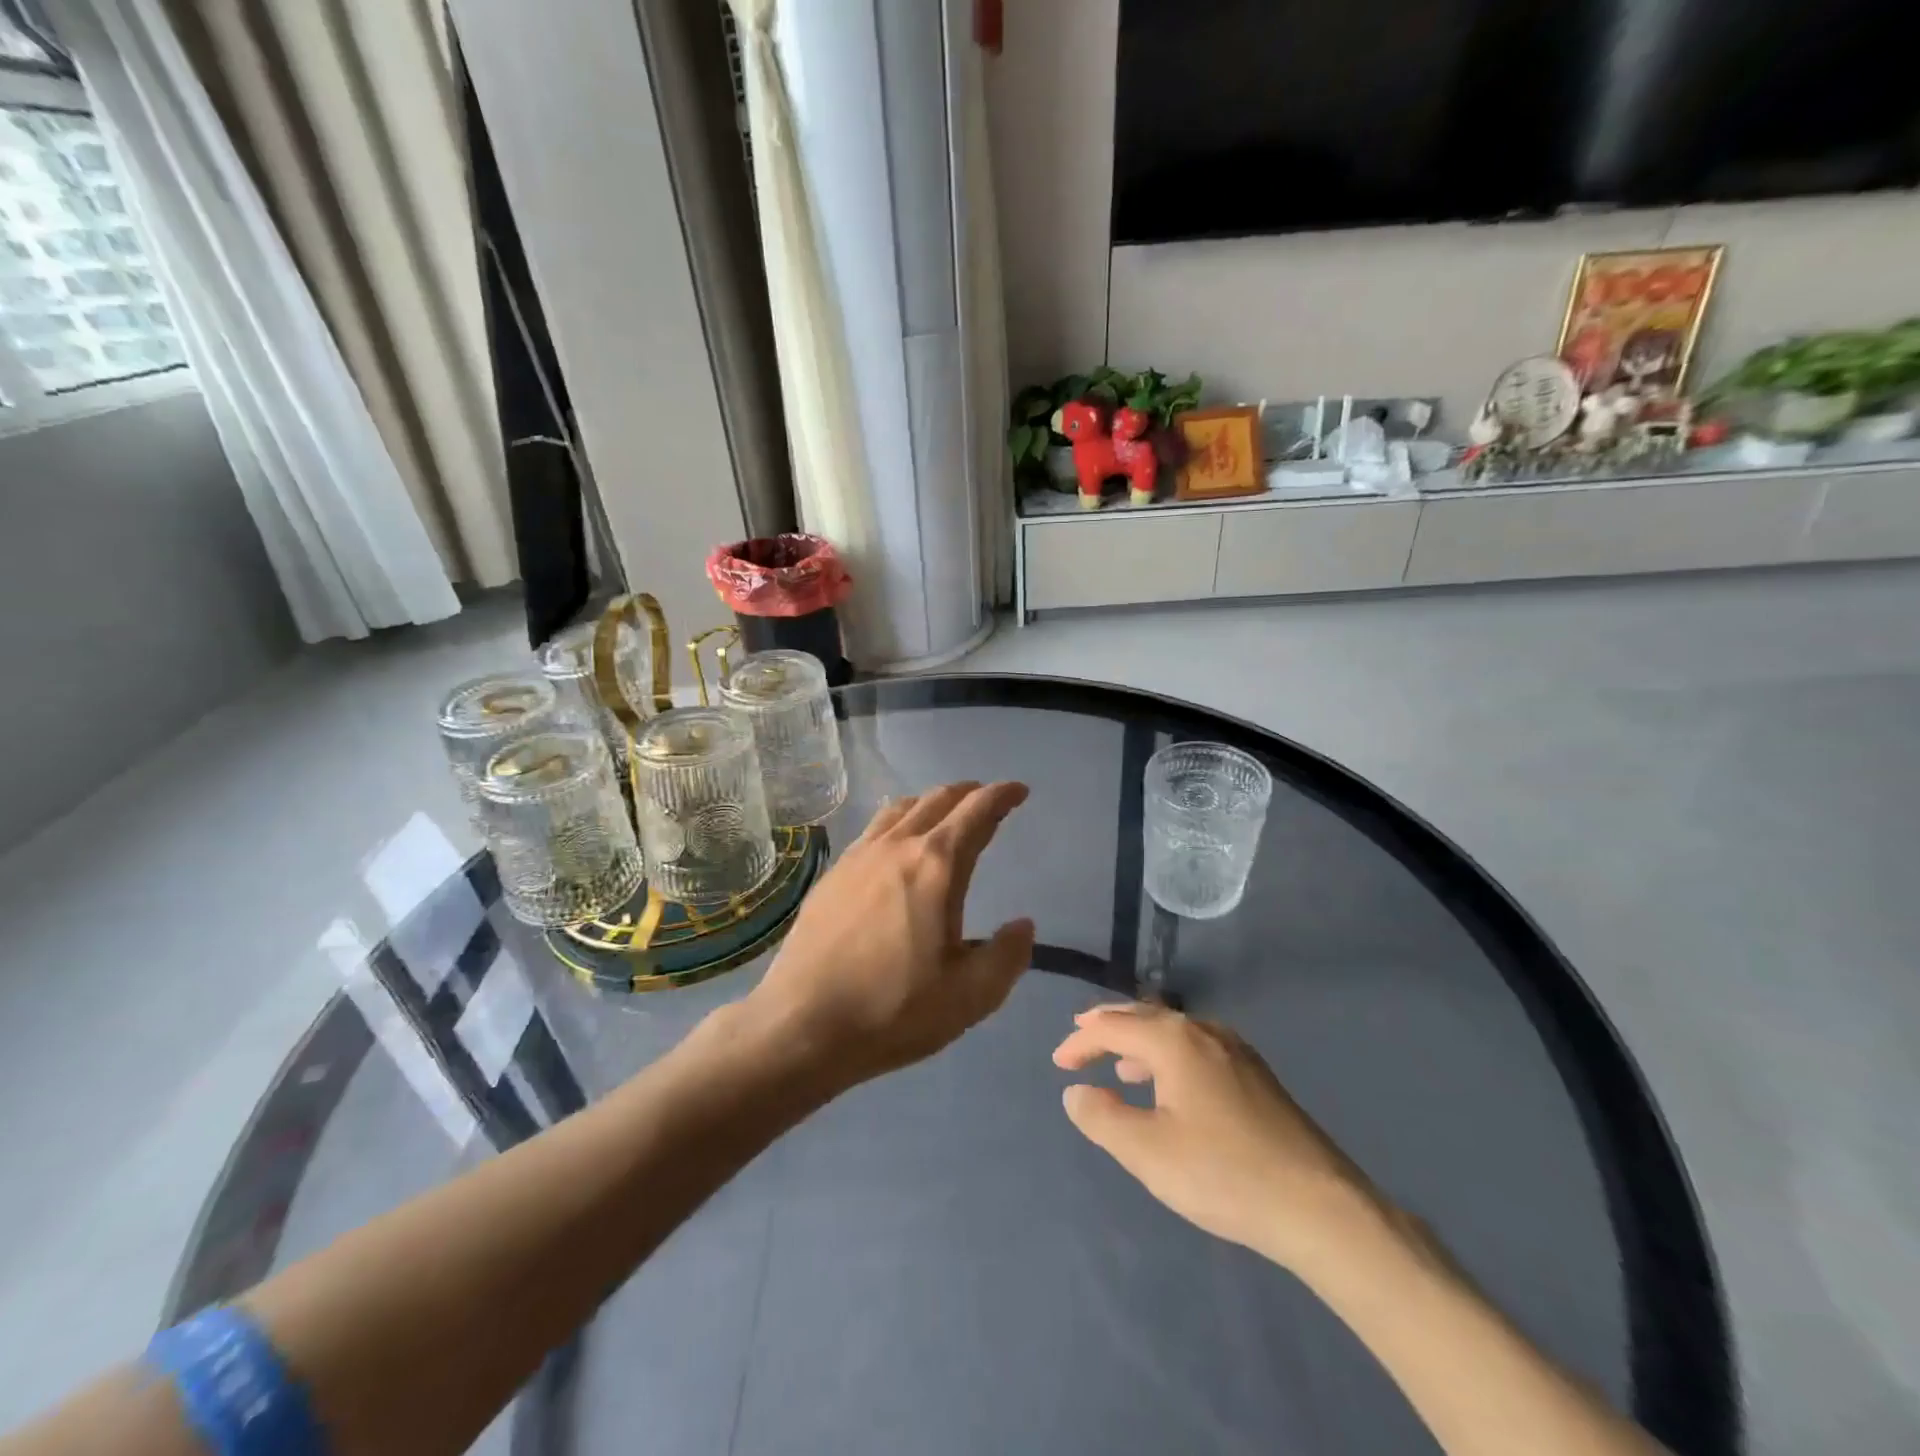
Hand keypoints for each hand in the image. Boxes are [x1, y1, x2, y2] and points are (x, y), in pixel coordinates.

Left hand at [746, 781, 1034, 1088]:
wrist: (802, 1024)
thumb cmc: (893, 1010)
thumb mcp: (969, 996)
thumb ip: (1007, 956)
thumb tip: (1023, 925)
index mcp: (937, 866)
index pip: (977, 812)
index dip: (1002, 796)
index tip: (1019, 791)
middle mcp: (897, 846)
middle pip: (938, 800)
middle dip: (969, 793)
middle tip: (988, 800)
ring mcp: (859, 856)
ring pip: (902, 808)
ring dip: (932, 803)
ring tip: (944, 815)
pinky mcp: (833, 873)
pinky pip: (874, 828)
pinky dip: (899, 821)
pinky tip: (896, 844)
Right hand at [1053, 1003, 1381, 1270]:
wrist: (1320, 1206)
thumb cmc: (1224, 1174)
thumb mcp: (1148, 1152)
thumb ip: (1103, 1118)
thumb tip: (1076, 1092)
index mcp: (1174, 1040)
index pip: (1113, 1026)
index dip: (1081, 1041)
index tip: (1059, 1063)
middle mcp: (1204, 1031)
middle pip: (1145, 1017)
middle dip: (1109, 1028)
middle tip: (1080, 1039)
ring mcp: (1236, 1050)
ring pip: (1174, 1032)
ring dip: (1140, 1043)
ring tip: (1120, 1066)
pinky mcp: (1257, 1075)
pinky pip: (1197, 1049)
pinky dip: (1169, 1056)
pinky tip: (1172, 1088)